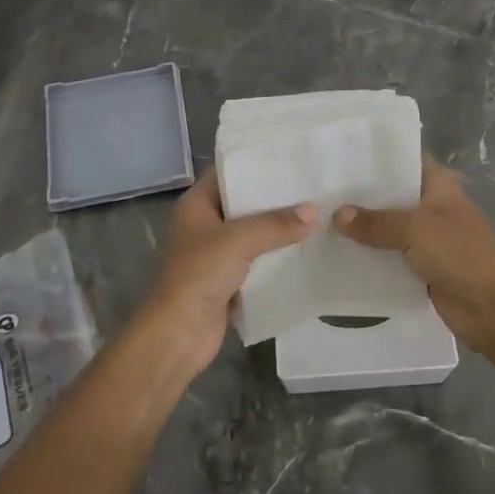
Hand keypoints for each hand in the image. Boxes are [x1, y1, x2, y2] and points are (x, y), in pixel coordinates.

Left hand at [137, 169, 314, 378]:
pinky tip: (305, 250)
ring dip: (278, 230)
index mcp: (196, 205)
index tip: (289, 158)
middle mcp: (204, 225)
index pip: (227, 173)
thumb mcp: (238, 240)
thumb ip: (276, 224)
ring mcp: (215, 254)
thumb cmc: (199, 275)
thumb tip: (313, 211)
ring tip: (316, 214)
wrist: (179, 334)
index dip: (254, 164)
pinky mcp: (227, 281)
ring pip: (252, 234)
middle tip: (311, 186)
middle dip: (273, 198)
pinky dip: (276, 258)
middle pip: (243, 204)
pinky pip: (257, 262)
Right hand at [333, 160, 494, 353]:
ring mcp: (427, 237)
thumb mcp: (416, 229)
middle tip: (318, 191)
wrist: (494, 309)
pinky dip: (370, 256)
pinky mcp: (421, 266)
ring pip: (388, 227)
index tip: (338, 158)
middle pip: (391, 196)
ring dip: (362, 229)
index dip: (373, 160)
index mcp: (438, 184)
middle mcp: (432, 206)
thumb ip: (375, 222)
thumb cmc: (461, 255)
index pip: (402, 161)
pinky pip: (389, 256)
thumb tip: (336, 214)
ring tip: (318, 220)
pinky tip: (338, 253)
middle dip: (360, 197)